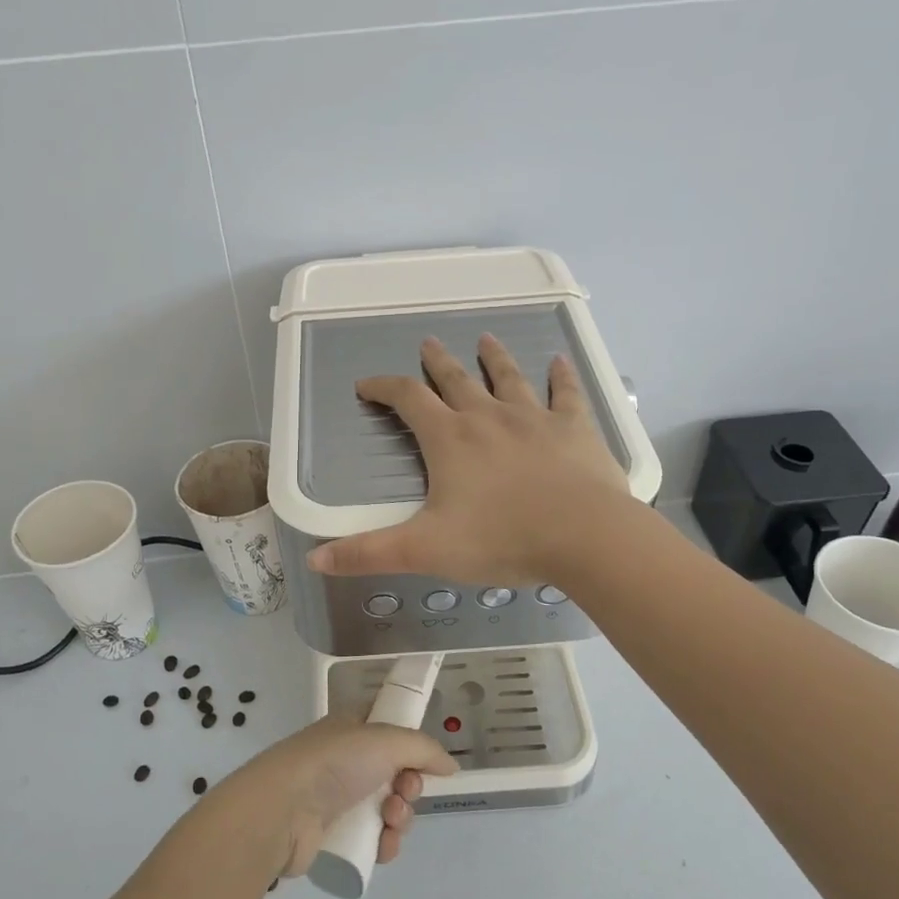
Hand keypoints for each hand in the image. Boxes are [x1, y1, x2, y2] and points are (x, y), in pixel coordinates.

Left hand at [225, 712, 457, 877]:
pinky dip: (385, 843)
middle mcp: (346, 760)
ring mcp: (338, 798)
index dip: (411, 745)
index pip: (390, 729)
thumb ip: (424, 749)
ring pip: (388, 809)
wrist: (282, 811)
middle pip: (396, 773)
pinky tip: (382, 845)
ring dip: (400, 818)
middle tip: (405, 792)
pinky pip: (373, 839)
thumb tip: (450, 766)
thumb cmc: (334, 763)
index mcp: (352, 728)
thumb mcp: (386, 740)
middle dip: (410, 786)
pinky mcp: (334, 835)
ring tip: (390, 821)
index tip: (424, 761)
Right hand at [307, 334, 630, 584]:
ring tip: (485, 339)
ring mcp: (534, 418)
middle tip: (427, 343)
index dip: (384, 388)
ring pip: (509, 378)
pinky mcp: (574, 428)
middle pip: (456, 380)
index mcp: (450, 439)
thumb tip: (314, 559)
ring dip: (494, 358)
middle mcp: (488, 417)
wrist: (584, 536)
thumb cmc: (501, 540)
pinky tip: (559, 362)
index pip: (408, 400)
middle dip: (437, 363)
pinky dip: (561, 377)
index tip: (367, 385)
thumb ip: (369, 553)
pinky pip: (566, 394)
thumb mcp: (425, 550)